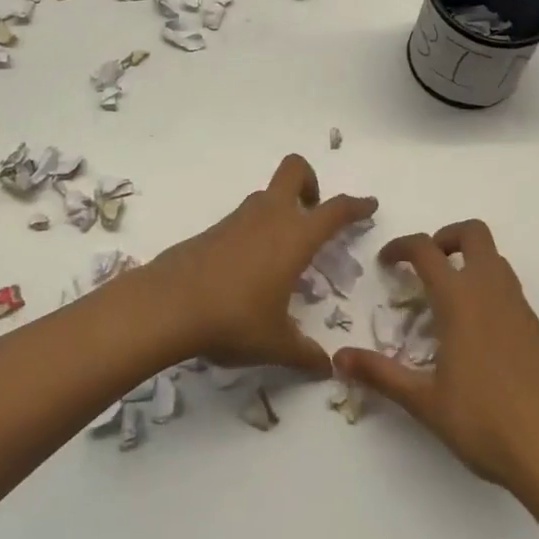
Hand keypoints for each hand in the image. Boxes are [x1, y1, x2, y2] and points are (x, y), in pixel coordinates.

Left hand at [148, 154, 375, 377]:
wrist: (169, 304)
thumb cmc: (234, 319)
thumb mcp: (276, 343)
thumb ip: (305, 354)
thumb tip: (326, 368)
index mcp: (294, 237)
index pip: (335, 210)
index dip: (356, 205)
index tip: (369, 204)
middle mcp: (269, 217)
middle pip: (294, 169)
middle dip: (310, 180)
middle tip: (313, 212)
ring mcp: (238, 218)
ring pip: (267, 194)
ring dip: (281, 208)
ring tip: (283, 253)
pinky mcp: (214, 229)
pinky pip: (244, 218)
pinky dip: (256, 230)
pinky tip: (250, 269)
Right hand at [335, 221, 538, 496]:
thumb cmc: (487, 424)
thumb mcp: (426, 402)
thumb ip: (382, 375)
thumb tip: (340, 358)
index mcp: (461, 299)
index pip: (426, 249)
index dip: (401, 246)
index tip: (386, 262)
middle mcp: (492, 291)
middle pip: (473, 234)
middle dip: (446, 237)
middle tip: (426, 266)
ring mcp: (521, 309)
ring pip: (495, 259)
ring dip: (469, 262)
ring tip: (447, 300)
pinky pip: (509, 289)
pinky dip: (488, 290)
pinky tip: (477, 335)